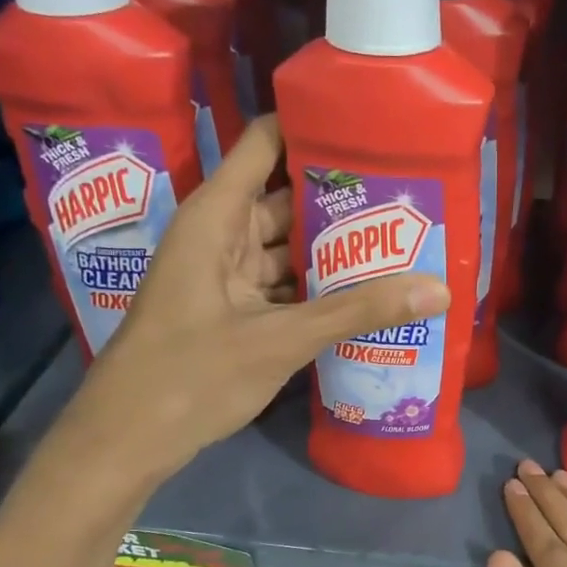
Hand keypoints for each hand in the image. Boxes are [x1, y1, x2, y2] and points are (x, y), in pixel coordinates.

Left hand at [62, 115, 450, 488]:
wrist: (127, 440)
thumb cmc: (191, 375)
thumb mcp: (281, 340)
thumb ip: (358, 312)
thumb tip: (439, 290)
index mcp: (217, 216)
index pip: (266, 144)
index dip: (313, 126)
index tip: (373, 126)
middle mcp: (222, 235)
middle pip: (288, 197)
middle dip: (343, 196)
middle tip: (409, 191)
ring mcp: (228, 276)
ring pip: (289, 246)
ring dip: (335, 247)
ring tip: (403, 237)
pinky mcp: (236, 311)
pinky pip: (285, 284)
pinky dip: (319, 287)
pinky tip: (368, 291)